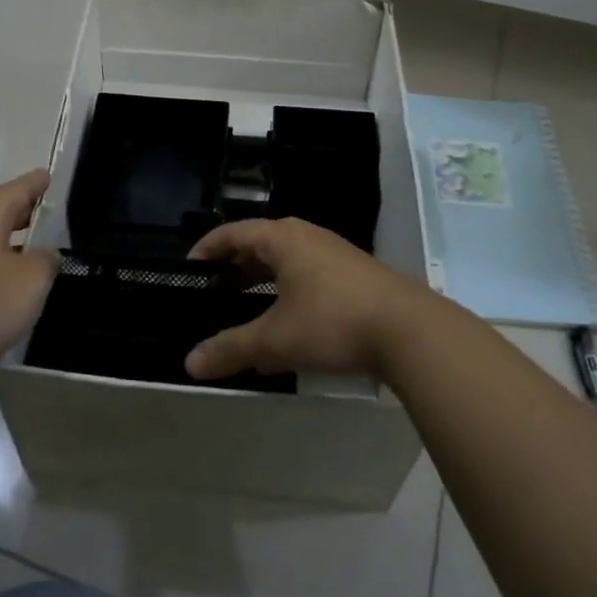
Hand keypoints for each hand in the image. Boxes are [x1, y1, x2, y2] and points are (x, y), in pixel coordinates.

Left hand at [0, 170, 57, 385]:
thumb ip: (46, 259)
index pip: (14, 190)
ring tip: (32, 247)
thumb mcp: (32, 279)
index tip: (48, 175)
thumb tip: (44, 254)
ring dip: (7, 240)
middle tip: (46, 211)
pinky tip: (6, 281)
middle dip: (21, 211)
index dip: (34, 183)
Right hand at [183, 218, 433, 381]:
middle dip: (233, 267)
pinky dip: (286, 292)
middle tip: (211, 292)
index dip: (207, 248)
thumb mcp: (275, 340)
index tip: (187, 267)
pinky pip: (307, 275)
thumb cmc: (333, 322)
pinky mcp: (354, 275)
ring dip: (261, 281)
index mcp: (282, 239)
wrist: (409, 330)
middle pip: (259, 244)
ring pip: (285, 261)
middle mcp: (306, 237)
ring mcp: (334, 254)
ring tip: (244, 308)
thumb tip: (189, 364)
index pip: (233, 232)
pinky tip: (287, 324)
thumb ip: (231, 349)